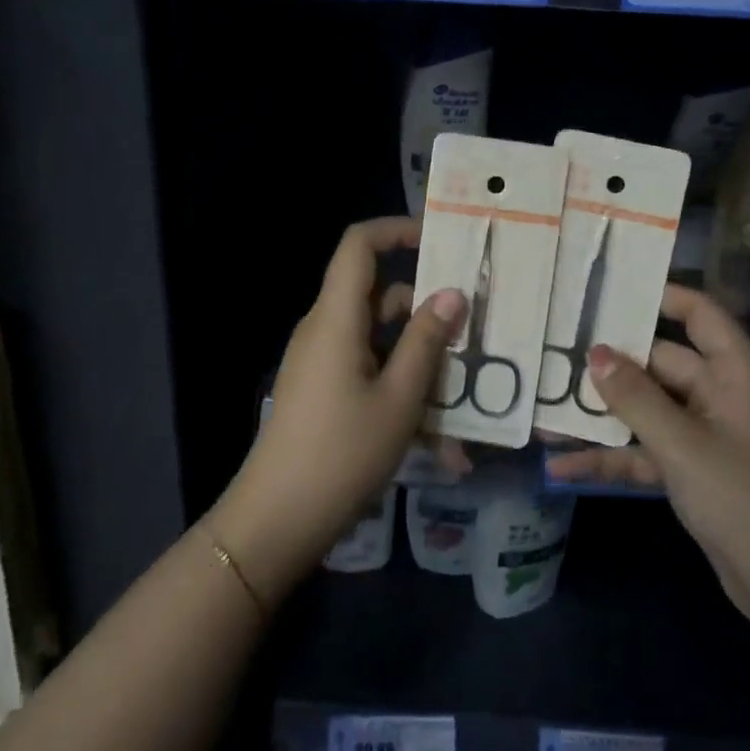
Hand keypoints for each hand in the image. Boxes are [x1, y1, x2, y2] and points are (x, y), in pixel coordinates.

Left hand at [208, 217, 465, 598]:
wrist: (278, 519)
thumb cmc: (342, 453)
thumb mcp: (400, 398)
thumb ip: (427, 341)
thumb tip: (452, 293)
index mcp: (336, 318)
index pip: (358, 245)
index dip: (396, 230)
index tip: (440, 241)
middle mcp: (324, 329)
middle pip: (377, 295)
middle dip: (424, 308)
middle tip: (472, 330)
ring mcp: (320, 361)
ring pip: (377, 337)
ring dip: (417, 356)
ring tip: (462, 393)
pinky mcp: (321, 389)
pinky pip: (366, 367)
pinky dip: (398, 383)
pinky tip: (435, 433)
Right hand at [552, 284, 749, 635]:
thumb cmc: (748, 502)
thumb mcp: (685, 446)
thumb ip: (636, 398)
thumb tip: (593, 352)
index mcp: (735, 374)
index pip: (700, 314)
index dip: (661, 295)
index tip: (609, 288)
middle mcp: (721, 396)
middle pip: (660, 362)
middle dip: (611, 362)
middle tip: (555, 349)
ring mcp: (706, 436)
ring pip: (647, 409)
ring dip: (603, 414)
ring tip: (546, 407)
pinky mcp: (694, 472)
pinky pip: (646, 451)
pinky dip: (612, 456)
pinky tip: (563, 466)